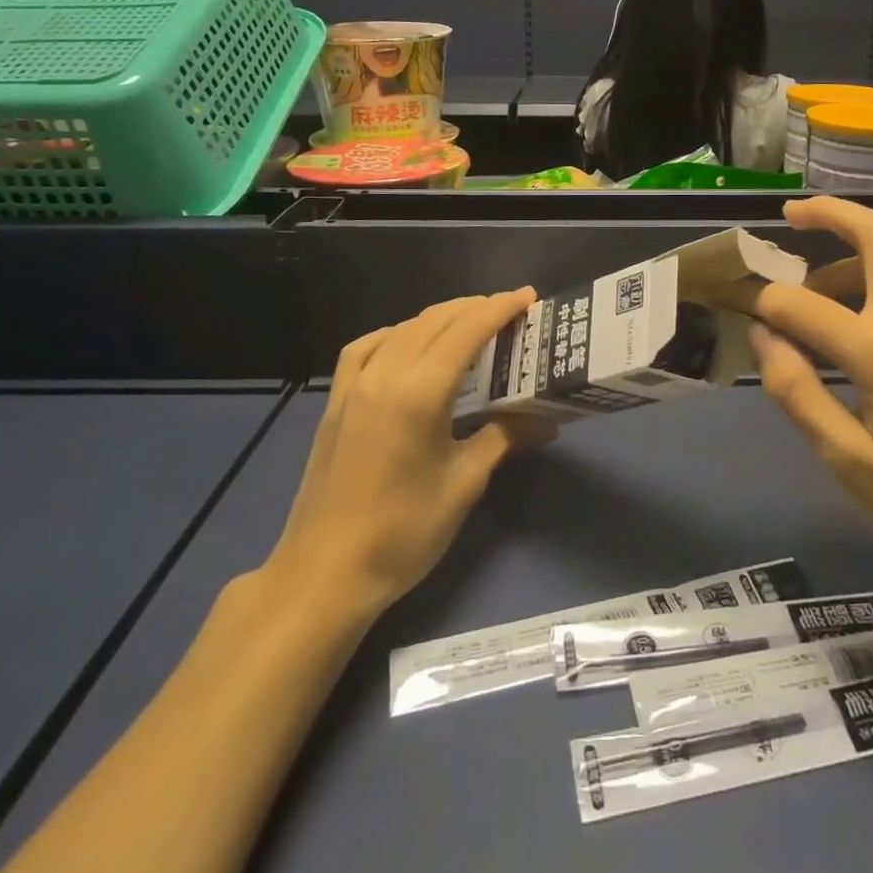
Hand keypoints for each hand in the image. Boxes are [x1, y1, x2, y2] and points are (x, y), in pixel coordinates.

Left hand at [265, 290, 555, 613]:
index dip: (500, 308)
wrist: (324, 575)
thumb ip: (504, 438)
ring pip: (402, 329)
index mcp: (420, 391)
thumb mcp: (464, 483)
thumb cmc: (403, 532)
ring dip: (439, 318)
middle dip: (474, 308)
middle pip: (435, 321)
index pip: (467, 330)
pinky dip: (394, 335)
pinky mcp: (335, 402)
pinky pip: (365, 348)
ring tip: (468, 323)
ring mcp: (354, 385)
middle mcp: (385, 374)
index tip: (528, 297)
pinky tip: (405, 345)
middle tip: (510, 312)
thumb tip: (548, 421)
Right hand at [741, 197, 872, 590]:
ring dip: (843, 250)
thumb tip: (763, 338)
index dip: (761, 302)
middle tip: (786, 215)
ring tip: (802, 286)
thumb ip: (800, 394)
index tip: (734, 307)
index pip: (802, 304)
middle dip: (828, 212)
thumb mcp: (853, 464)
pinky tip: (840, 319)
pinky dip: (862, 276)